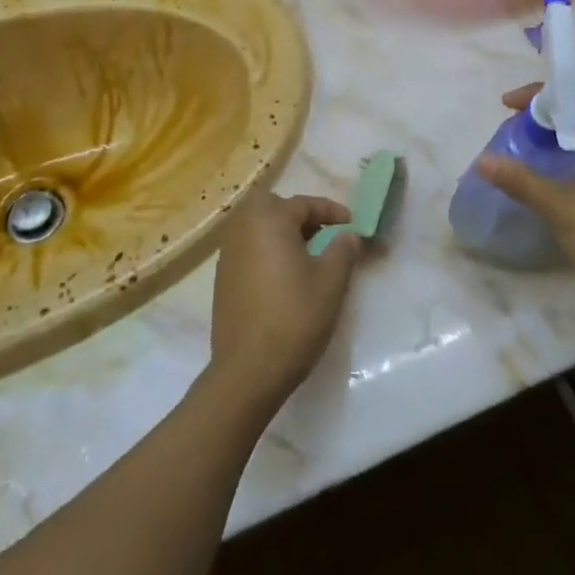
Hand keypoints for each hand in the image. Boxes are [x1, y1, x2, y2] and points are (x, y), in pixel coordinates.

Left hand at [208, 189, 362, 413]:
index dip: (331, 211)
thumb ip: (343, 249)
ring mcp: (227, 255)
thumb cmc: (294, 317)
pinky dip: (268, 253)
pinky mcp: (222, 280)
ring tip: (309, 256)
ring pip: (259, 230)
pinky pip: (249, 251)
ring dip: (283, 234)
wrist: (248, 370)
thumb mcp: (331, 281)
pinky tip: (285, 278)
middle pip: (274, 209)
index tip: (352, 225)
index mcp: (268, 221)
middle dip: (301, 216)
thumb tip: (348, 235)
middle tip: (325, 235)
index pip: (303, 204)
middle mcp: (242, 230)